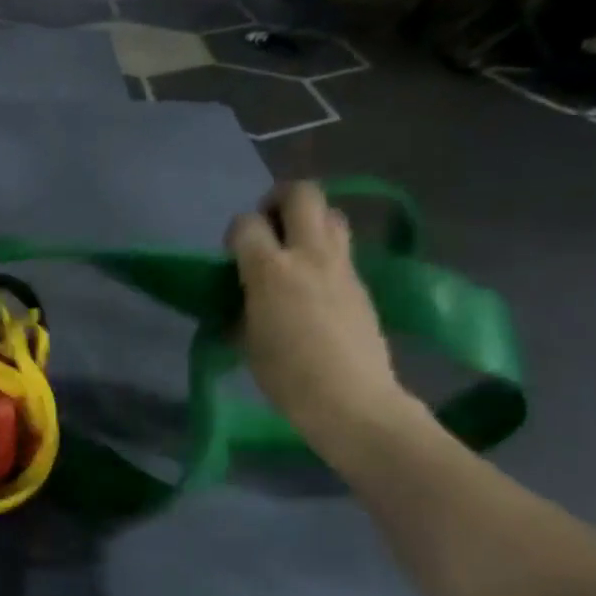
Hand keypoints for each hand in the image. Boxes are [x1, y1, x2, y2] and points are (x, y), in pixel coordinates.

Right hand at [226, 184, 414, 448]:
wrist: (352, 402)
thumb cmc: (287, 377)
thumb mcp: (246, 341)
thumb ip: (242, 306)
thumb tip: (242, 297)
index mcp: (271, 270)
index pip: (246, 224)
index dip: (235, 233)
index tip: (233, 255)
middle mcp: (309, 256)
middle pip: (301, 194)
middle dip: (279, 199)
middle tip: (268, 225)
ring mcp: (342, 267)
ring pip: (331, 213)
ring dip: (309, 221)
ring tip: (295, 249)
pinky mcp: (362, 283)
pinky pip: (343, 249)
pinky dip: (325, 252)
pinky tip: (315, 283)